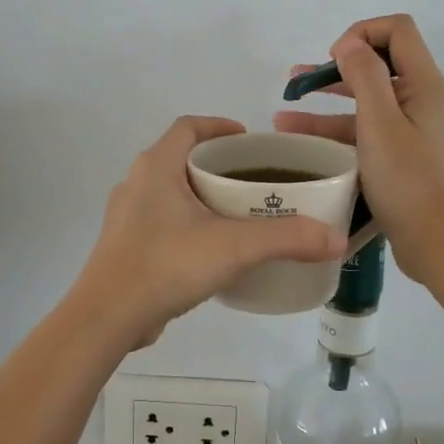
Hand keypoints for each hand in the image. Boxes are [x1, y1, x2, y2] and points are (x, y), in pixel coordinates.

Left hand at [73, 116, 347, 349]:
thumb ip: (286, 239)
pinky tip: (211, 250)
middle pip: (180, 158)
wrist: (107, 316)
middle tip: (253, 181)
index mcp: (156, 167)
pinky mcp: (124, 246)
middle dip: (217, 165)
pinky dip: (187, 224)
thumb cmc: (166, 264)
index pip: (188, 127)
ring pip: (170, 193)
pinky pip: (161, 222)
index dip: (219, 126)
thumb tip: (336, 239)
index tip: (248, 139)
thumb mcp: (234, 247)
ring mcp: (126, 217)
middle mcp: (136, 183)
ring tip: (238, 214)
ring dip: (201, 196)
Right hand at [275, 15, 443, 282]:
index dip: (361, 33)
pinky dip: (341, 134)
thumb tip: (349, 43)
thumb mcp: (380, 125)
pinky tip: (307, 146)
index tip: (332, 60)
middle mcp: (426, 102)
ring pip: (370, 105)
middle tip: (296, 82)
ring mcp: (418, 132)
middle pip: (380, 66)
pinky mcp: (408, 159)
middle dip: (336, 69)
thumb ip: (364, 77)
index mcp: (426, 86)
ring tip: (283, 118)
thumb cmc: (409, 183)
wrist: (441, 245)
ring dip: (329, 106)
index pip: (397, 30)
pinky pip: (372, 134)